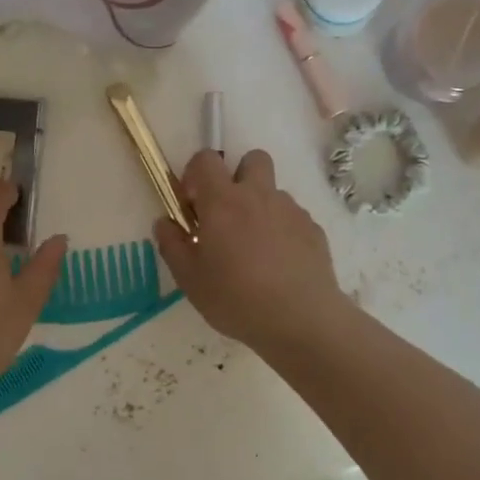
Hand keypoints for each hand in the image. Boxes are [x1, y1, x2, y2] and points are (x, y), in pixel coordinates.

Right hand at [153, 149, 351, 351]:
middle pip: (252, 158)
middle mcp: (259, 195)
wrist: (300, 320)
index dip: (196, 173)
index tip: (193, 204)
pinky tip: (279, 265)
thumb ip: (171, 244)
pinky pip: (293, 218)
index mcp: (223, 201)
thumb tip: (165, 222)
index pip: (206, 158)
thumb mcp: (189, 278)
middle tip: (228, 213)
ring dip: (261, 208)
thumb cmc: (235, 298)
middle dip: (238, 175)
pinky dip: (283, 231)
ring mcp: (291, 210)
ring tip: (255, 248)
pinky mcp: (314, 230)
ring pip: (273, 192)